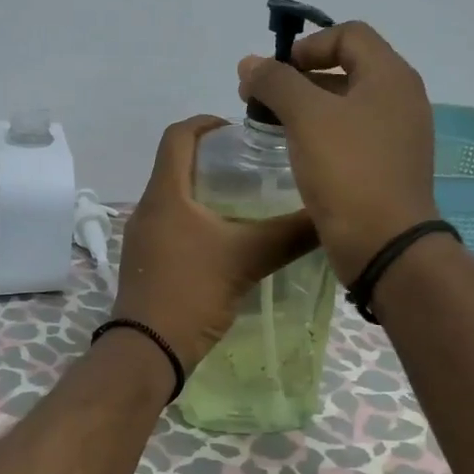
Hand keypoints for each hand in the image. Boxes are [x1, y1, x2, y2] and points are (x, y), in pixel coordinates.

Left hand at [113, 116, 318, 374]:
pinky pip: (172, 224)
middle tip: (254, 165)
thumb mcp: (247, 258)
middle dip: (212, 158)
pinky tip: (228, 238)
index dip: (206, 123)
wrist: (148, 351)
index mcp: (165, 194)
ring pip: (175, 197)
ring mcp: (143, 236)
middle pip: (176, 164)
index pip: (177, 136)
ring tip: (248, 199)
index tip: (239, 129)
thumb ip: (290, 234)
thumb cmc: (192, 292)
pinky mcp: (146, 261)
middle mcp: (148, 207)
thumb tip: (330, 214)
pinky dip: (197, 218)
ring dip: (205, 190)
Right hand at [237, 21, 439, 280]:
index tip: (274, 73)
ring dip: (307, 105)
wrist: (384, 245)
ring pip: (346, 103)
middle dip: (299, 76)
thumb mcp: (306, 116)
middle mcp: (401, 98)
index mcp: (391, 76)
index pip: (348, 34)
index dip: (307, 45)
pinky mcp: (388, 165)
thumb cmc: (347, 170)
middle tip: (261, 98)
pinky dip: (322, 132)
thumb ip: (276, 82)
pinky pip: (351, 133)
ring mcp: (398, 134)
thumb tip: (250, 63)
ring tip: (271, 124)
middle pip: (347, 66)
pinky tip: (296, 151)